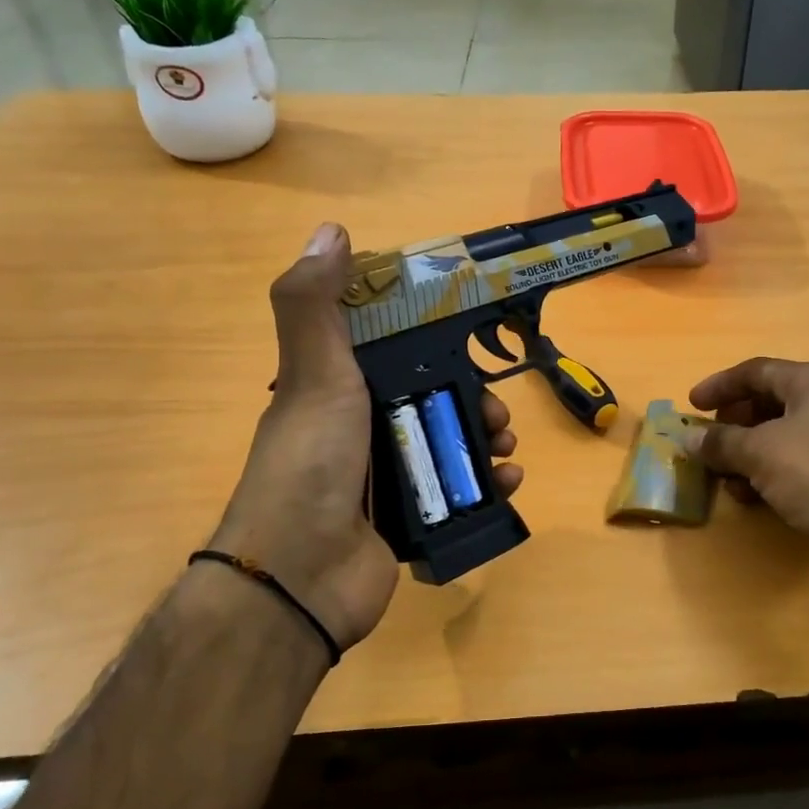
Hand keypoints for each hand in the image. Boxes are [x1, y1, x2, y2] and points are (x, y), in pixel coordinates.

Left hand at [209, 223, 522, 649]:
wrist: (301, 578)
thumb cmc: (311, 464)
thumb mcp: (313, 375)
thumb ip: (315, 305)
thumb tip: (331, 230)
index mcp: (335, 390)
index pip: (392, 350)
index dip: (432, 339)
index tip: (470, 336)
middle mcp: (360, 429)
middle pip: (433, 398)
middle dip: (474, 397)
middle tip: (498, 410)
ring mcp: (385, 477)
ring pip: (450, 443)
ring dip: (488, 439)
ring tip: (507, 447)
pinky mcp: (409, 520)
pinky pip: (459, 492)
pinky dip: (488, 484)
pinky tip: (507, 481)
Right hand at [689, 357, 808, 601]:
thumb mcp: (760, 452)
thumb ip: (721, 442)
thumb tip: (688, 438)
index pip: (756, 371)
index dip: (720, 385)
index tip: (691, 405)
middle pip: (766, 403)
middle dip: (731, 423)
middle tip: (706, 443)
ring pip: (776, 439)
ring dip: (744, 455)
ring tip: (722, 476)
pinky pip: (790, 467)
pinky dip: (764, 477)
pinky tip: (749, 498)